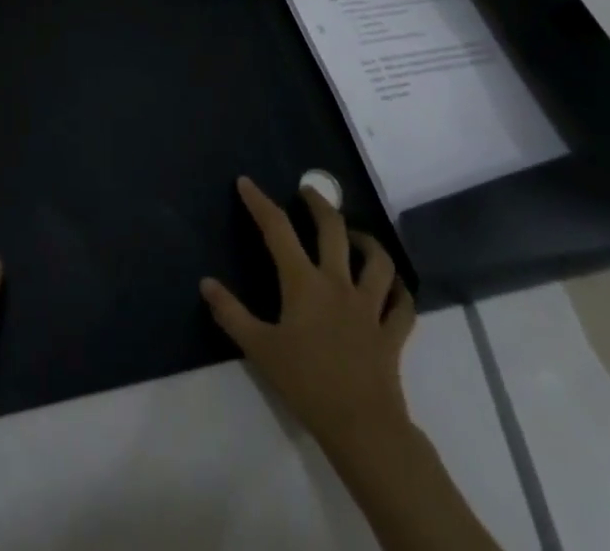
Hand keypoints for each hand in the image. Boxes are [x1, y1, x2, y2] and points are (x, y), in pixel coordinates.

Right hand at [201, 176, 416, 453]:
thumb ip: (231, 313)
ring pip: (378, 262)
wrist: (361, 427)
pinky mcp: (392, 334)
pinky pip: (403, 306)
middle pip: (333, 230)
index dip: (260, 202)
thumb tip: (206, 283)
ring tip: (355, 236)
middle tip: (307, 191)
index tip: (246, 183)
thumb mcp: (259, 349)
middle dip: (319, 204)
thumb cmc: (306, 384)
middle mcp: (338, 283)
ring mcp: (369, 307)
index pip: (277, 229)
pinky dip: (399, 292)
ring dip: (368, 242)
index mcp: (304, 283)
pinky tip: (393, 288)